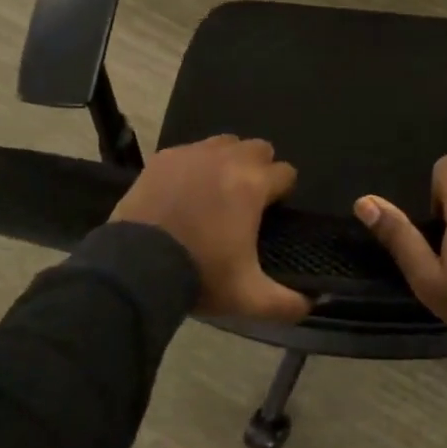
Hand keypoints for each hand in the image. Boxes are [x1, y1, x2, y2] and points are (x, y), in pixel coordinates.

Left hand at [110, 136, 310, 324]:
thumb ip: (286, 303)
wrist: (136, 267)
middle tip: (246, 199)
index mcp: (253, 184)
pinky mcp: (164, 158)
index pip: (286, 172)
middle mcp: (227, 158)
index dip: (283, 192)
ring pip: (225, 143)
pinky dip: (195, 165)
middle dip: (259, 169)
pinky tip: (185, 190)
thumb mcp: (248, 298)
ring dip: (229, 160)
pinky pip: (191, 150)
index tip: (272, 211)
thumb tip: (311, 305)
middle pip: (259, 148)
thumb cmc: (200, 275)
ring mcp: (193, 154)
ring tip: (216, 190)